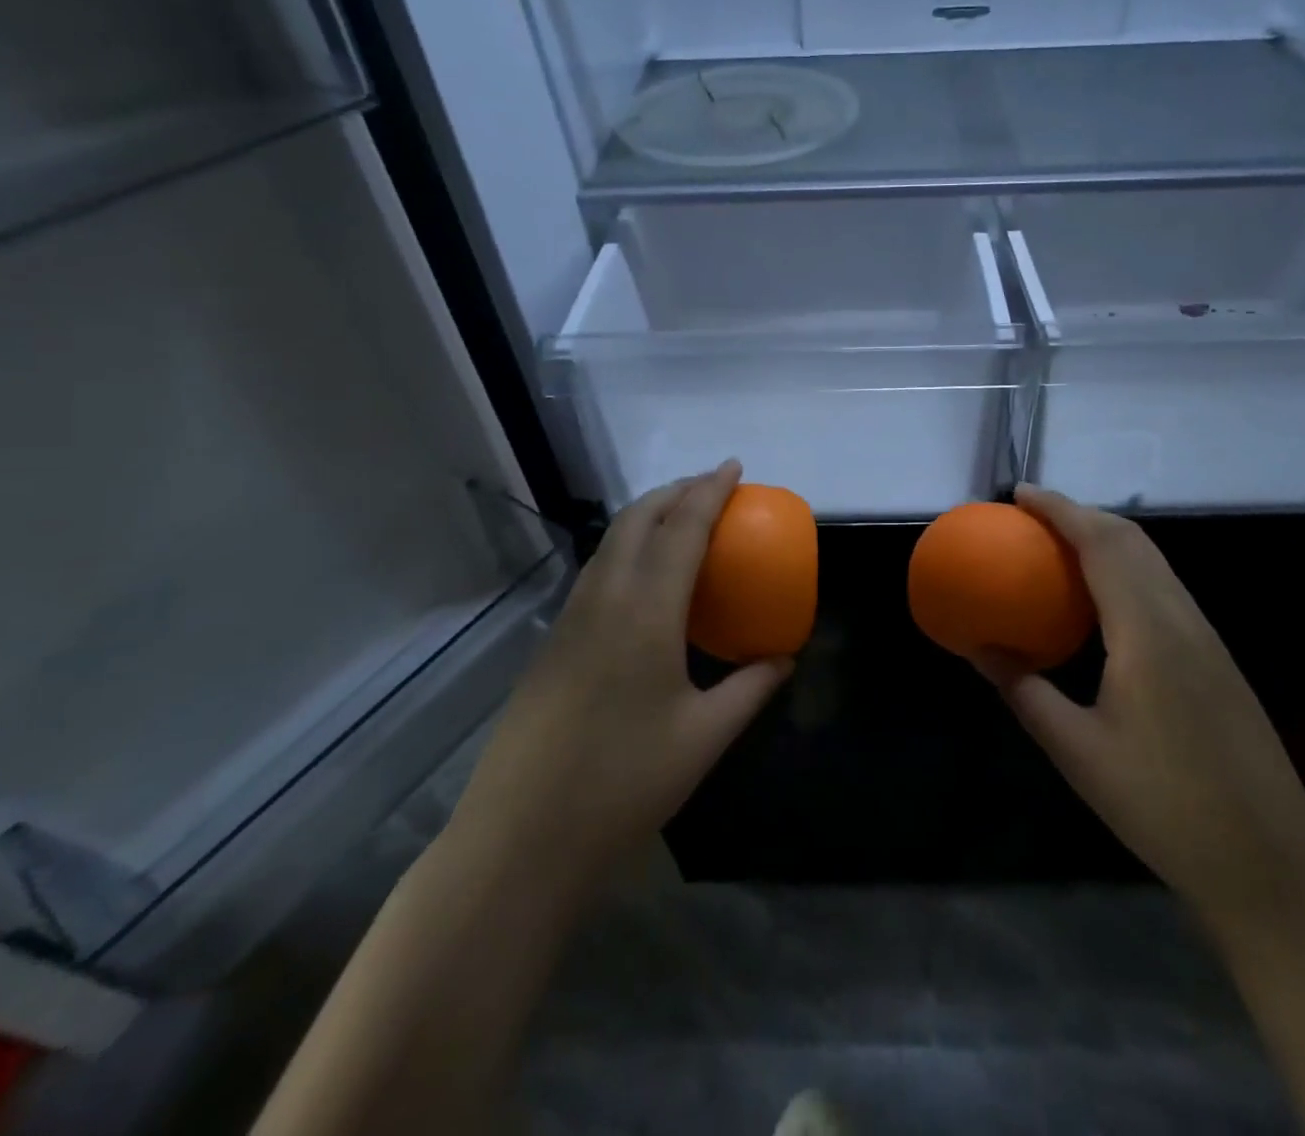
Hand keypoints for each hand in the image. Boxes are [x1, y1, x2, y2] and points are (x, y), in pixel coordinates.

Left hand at [446, 462, 792, 894]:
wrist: (520, 839)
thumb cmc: (623, 784)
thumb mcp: (704, 737)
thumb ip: (750, 688)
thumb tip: (784, 658)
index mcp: (645, 612)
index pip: (682, 529)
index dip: (710, 491)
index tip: (734, 467)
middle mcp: (604, 599)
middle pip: (638, 520)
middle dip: (676, 490)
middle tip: (712, 486)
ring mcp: (570, 618)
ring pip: (611, 541)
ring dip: (648, 515)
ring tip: (681, 518)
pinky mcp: (553, 641)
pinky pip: (597, 570)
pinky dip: (627, 547)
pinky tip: (644, 577)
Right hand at [976, 485, 1304, 914]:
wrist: (1270, 866)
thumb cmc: (1165, 807)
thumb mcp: (1077, 752)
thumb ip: (1024, 691)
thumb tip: (977, 648)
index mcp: (1148, 632)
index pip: (1102, 544)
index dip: (1060, 510)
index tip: (1019, 493)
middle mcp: (1182, 619)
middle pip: (1132, 540)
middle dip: (1080, 514)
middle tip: (1030, 516)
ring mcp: (1207, 638)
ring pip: (1153, 561)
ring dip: (1106, 538)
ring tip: (1058, 545)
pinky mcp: (1216, 658)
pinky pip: (1164, 588)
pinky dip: (1126, 568)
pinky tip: (1102, 598)